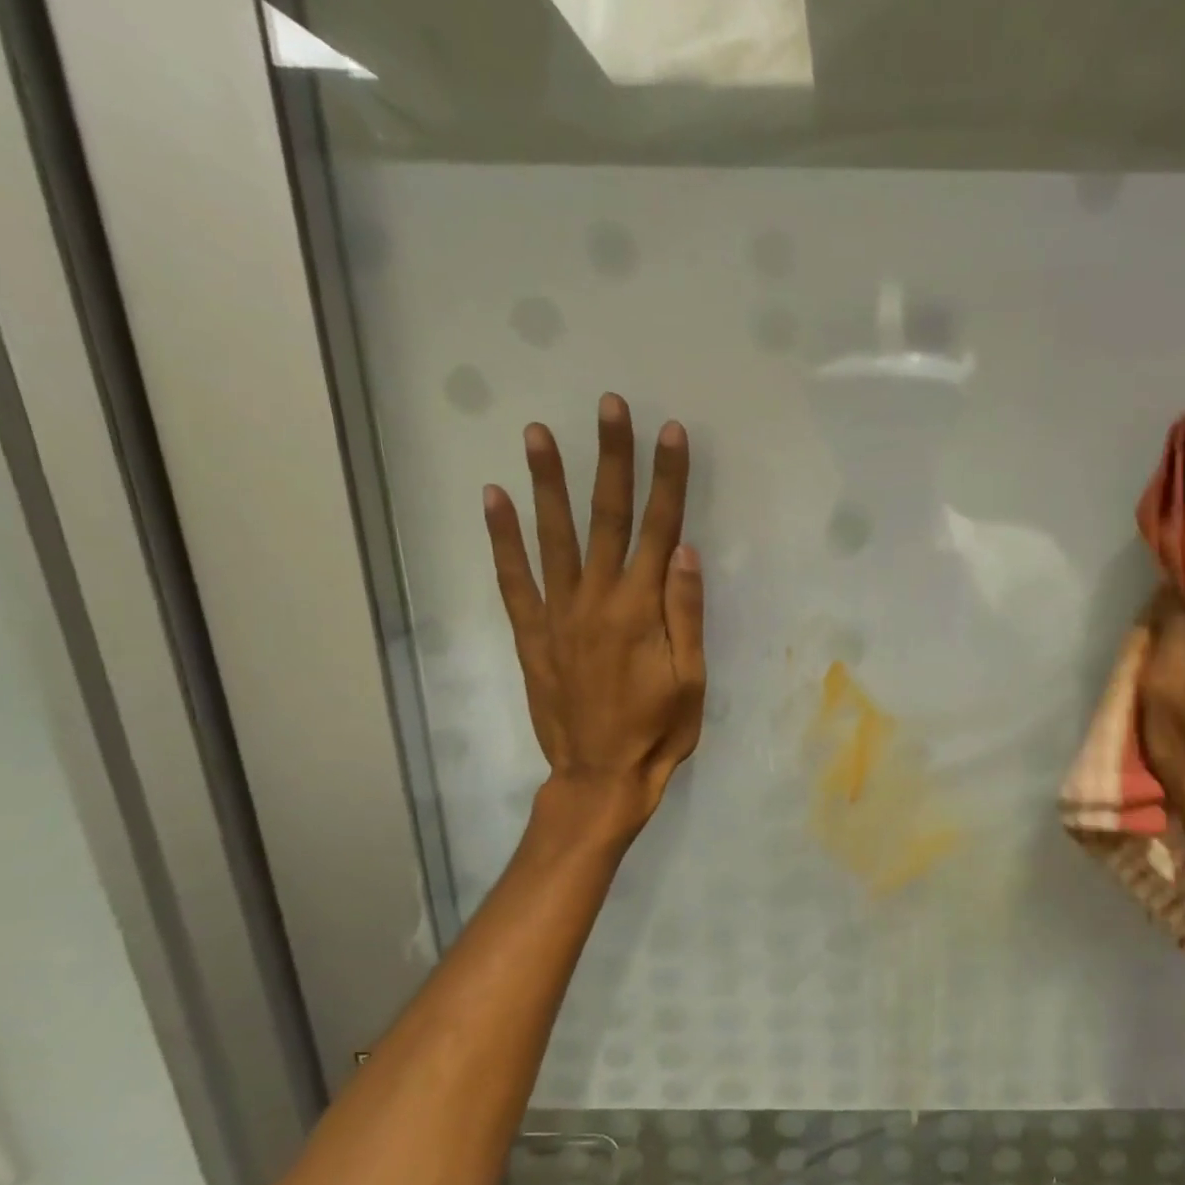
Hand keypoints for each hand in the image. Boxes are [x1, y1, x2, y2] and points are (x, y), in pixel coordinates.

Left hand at [483, 392, 704, 837]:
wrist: (600, 777)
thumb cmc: (658, 731)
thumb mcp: (691, 680)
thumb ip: (686, 614)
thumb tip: (683, 550)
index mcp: (642, 610)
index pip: (659, 529)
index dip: (667, 479)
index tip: (671, 433)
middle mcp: (596, 600)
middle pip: (607, 518)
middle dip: (611, 459)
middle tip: (609, 407)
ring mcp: (558, 615)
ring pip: (553, 537)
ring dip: (547, 482)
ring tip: (537, 432)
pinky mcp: (533, 634)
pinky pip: (513, 579)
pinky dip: (501, 537)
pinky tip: (493, 498)